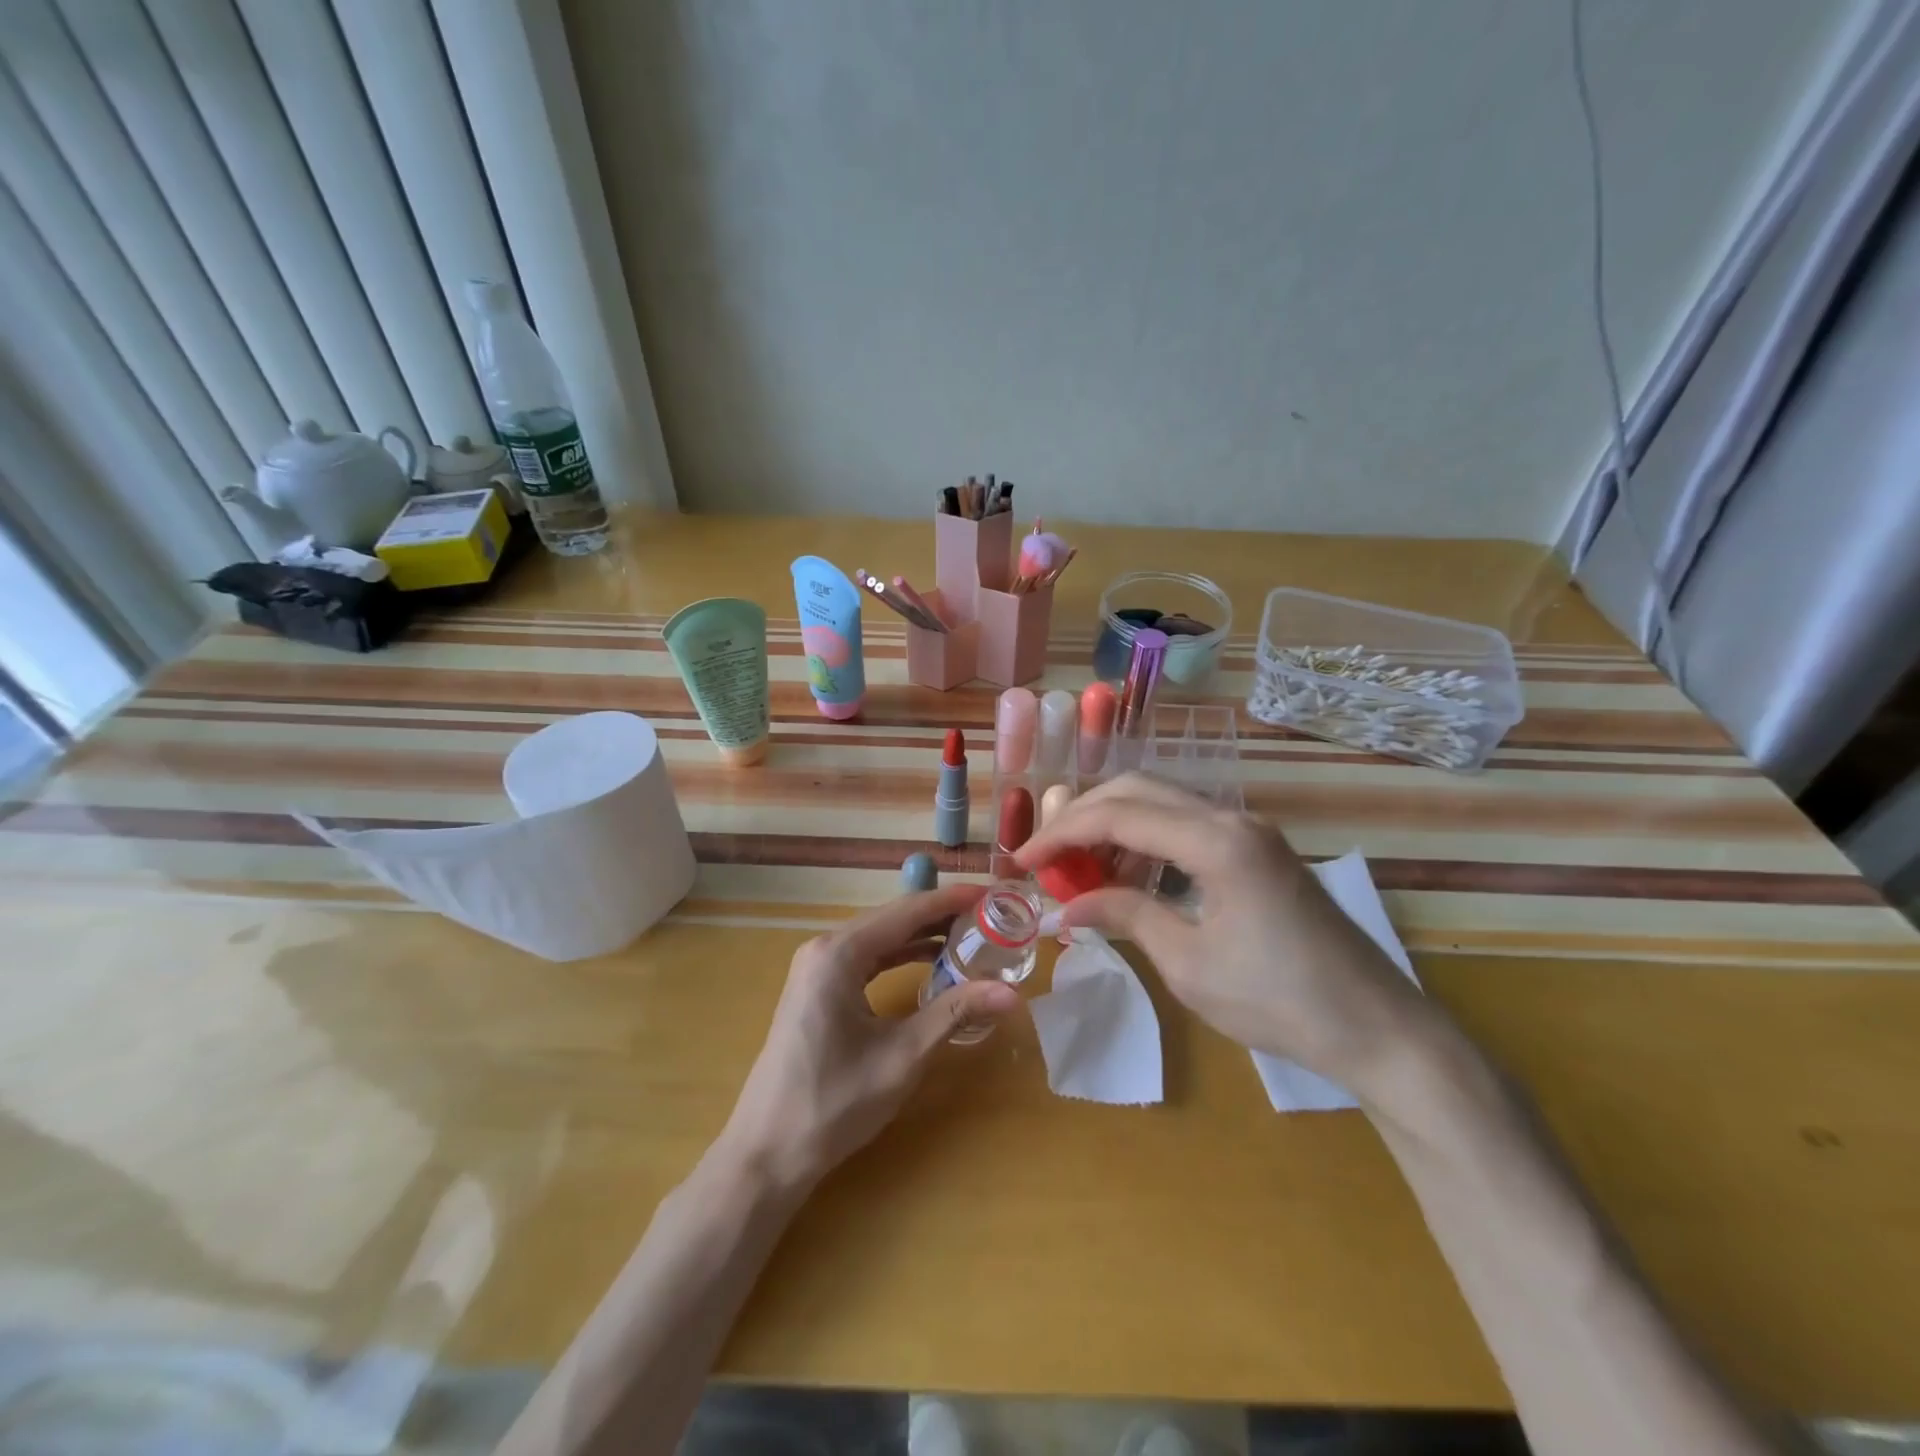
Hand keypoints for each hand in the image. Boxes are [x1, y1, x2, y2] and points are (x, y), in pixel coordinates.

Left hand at [720, 884, 1020, 1190]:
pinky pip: (867, 959)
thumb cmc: (834, 1102)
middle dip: (942, 916)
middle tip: (990, 918)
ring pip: (880, 938)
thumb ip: (955, 1013)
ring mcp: (817, 968)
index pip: (907, 911)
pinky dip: (900, 957)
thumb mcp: (902, 1056)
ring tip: (972, 938)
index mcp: (839, 953)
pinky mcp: (817, 989)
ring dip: (923, 936)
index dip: (952, 900)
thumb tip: (1011, 993)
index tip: (993, 893)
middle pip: (893, 919)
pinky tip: (931, 964)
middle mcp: (825, 948)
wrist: (767, 1153)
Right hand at [1015, 774, 1438, 1100]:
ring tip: (1079, 870)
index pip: (1118, 814)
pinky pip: (1186, 827)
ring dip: (1113, 825)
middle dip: (1083, 816)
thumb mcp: (1187, 963)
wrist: (1377, 1029)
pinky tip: (1127, 876)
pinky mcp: (1256, 851)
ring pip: (1162, 803)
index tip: (1021, 861)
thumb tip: (1067, 905)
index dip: (1061, 834)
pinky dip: (1146, 841)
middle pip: (1137, 790)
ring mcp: (1248, 831)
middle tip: (1046, 856)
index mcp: (1216, 841)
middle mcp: (1231, 819)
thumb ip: (1124, 916)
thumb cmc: (1279, 1001)